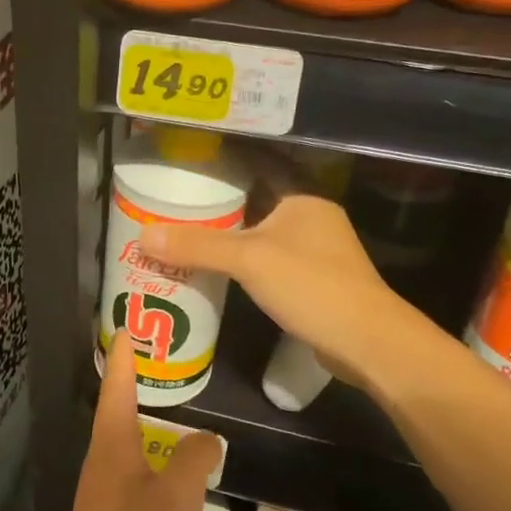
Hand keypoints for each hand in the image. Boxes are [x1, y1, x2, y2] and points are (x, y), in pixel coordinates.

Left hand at [51, 333, 222, 510]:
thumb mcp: (179, 497)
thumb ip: (195, 459)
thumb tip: (206, 438)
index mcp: (113, 445)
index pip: (118, 386)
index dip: (124, 356)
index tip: (126, 327)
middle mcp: (102, 460)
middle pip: (116, 409)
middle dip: (132, 381)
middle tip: (156, 359)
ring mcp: (102, 490)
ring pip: (124, 441)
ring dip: (142, 419)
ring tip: (168, 407)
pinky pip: (131, 470)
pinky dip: (148, 454)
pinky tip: (168, 468)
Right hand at [141, 193, 422, 388]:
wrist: (367, 341)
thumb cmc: (310, 286)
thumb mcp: (248, 260)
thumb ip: (197, 246)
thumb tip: (144, 234)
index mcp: (303, 199)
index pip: (258, 170)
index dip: (223, 169)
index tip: (187, 172)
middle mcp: (313, 219)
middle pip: (257, 205)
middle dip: (220, 209)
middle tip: (176, 210)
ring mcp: (318, 252)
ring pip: (264, 237)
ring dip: (232, 240)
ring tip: (188, 240)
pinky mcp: (316, 283)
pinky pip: (272, 264)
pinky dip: (247, 266)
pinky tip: (221, 274)